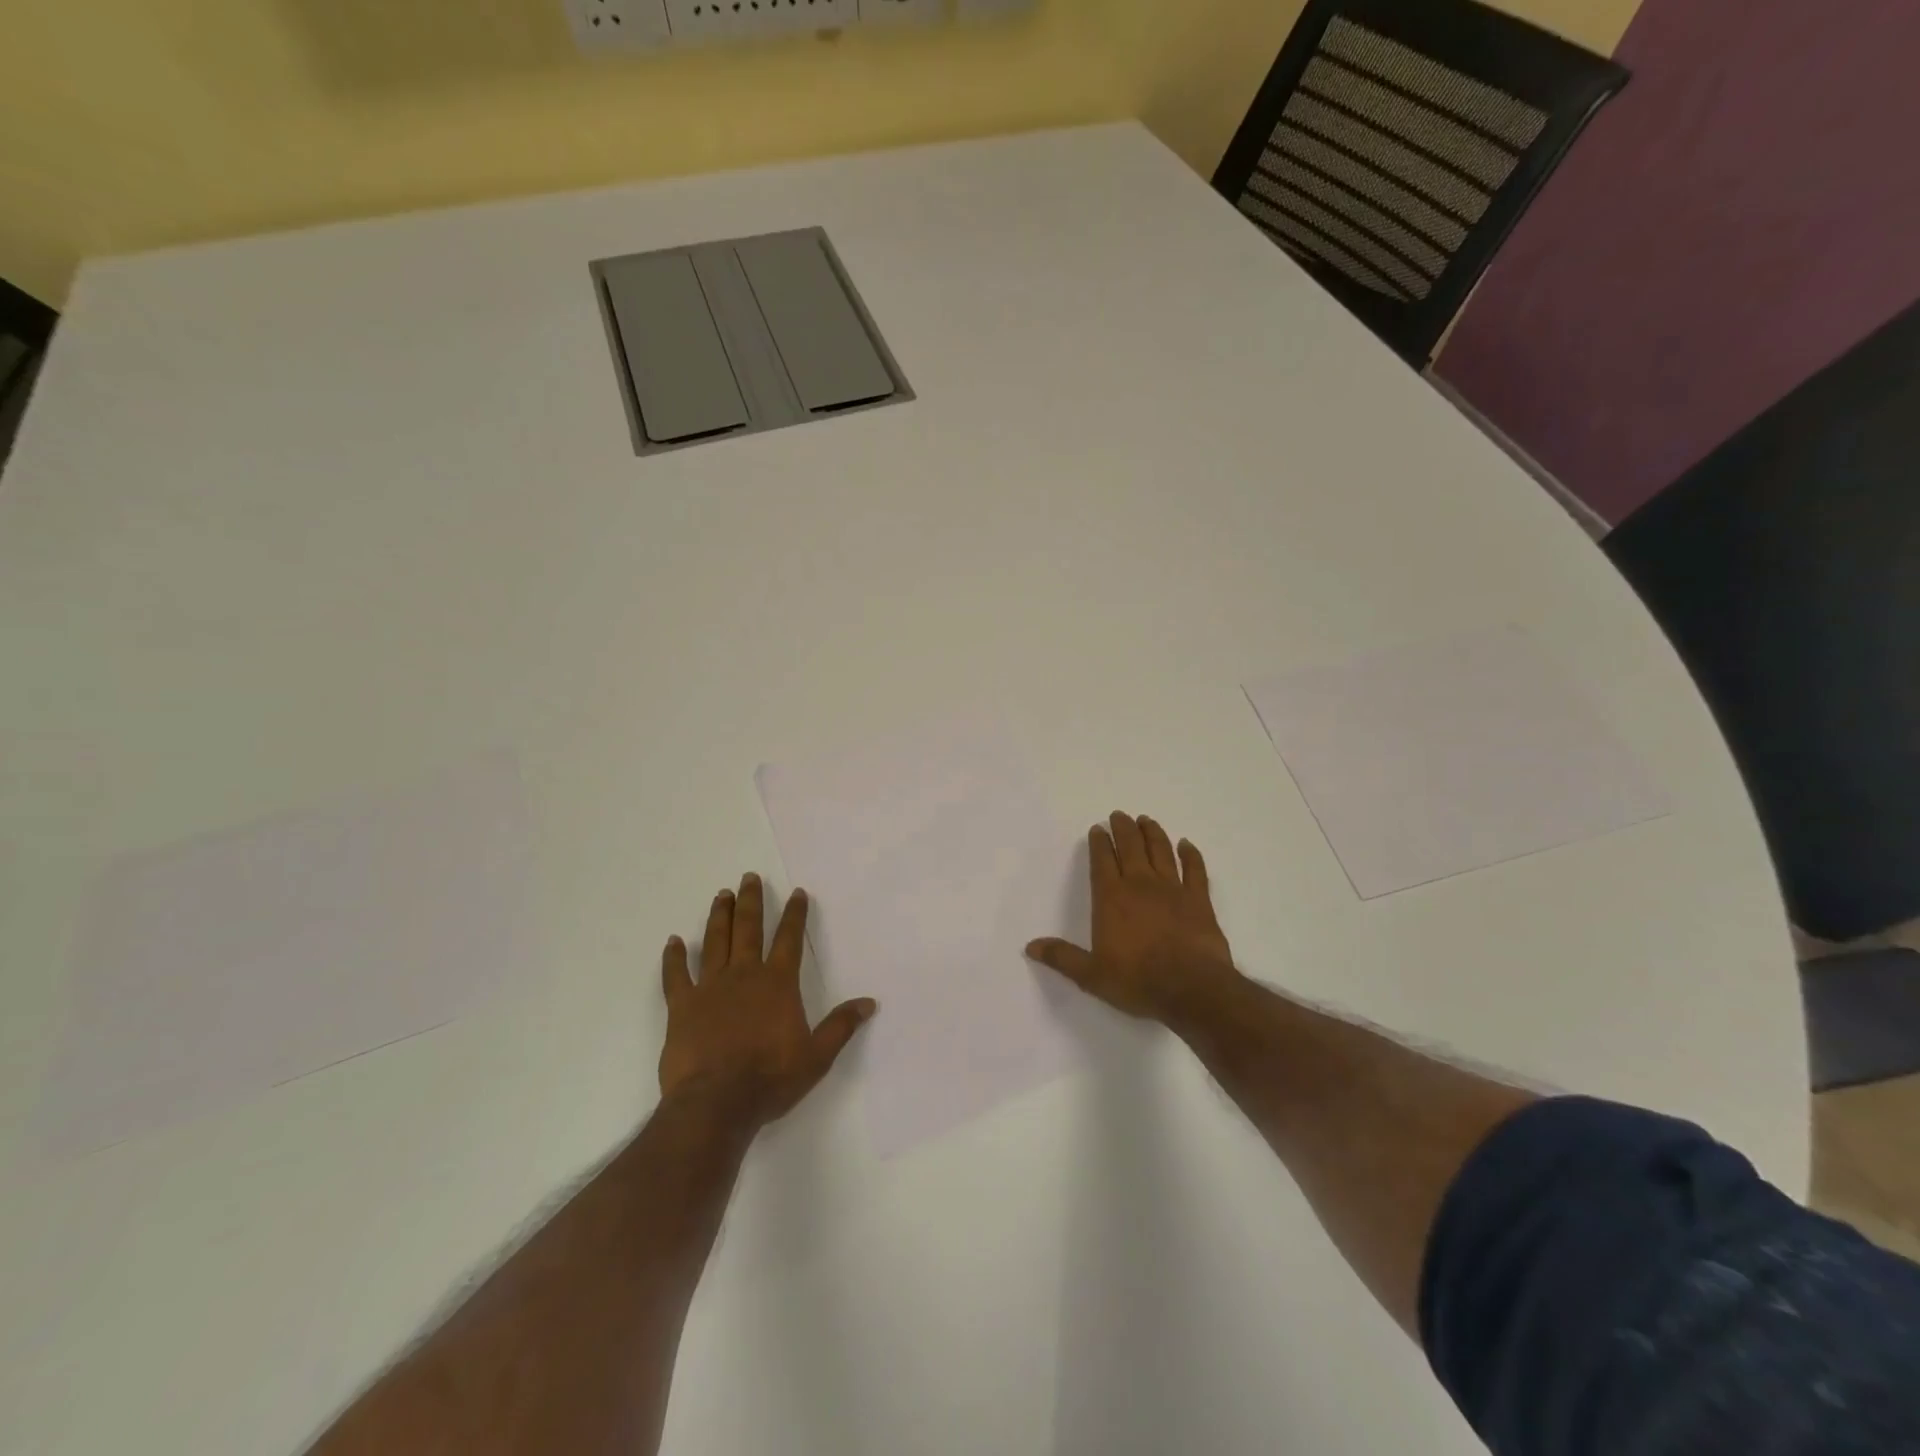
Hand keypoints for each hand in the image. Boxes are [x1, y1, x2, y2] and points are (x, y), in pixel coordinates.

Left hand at [660, 874, 876, 1130]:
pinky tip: (673, 941)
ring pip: (715, 941)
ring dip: (719, 916)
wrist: (717, 1103)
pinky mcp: (682, 1006)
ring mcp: (710, 988)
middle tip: (749, 877)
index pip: (789, 939)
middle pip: (748, 929)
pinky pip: (676, 975)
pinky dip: (674, 957)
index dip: (794, 914)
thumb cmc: (770, 1078)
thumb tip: (869, 1003)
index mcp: (778, 983)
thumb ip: (841, 1026)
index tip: (797, 892)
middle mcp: (745, 975)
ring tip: (722, 894)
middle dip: (751, 901)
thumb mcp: (816, 1057)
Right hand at [1026, 812, 1238, 1023]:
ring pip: (1161, 851)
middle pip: (1130, 847)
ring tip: (1146, 820)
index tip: (1097, 829)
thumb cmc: (1137, 980)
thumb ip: (1062, 957)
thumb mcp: (1091, 975)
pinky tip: (1187, 844)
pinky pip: (1195, 870)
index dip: (1099, 843)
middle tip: (1119, 815)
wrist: (1191, 988)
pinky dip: (1191, 855)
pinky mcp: (1199, 900)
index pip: (1102, 861)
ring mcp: (1172, 889)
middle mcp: (1140, 884)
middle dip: (1123, 828)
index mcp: (1111, 898)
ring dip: (1152, 833)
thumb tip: (1031, 946)